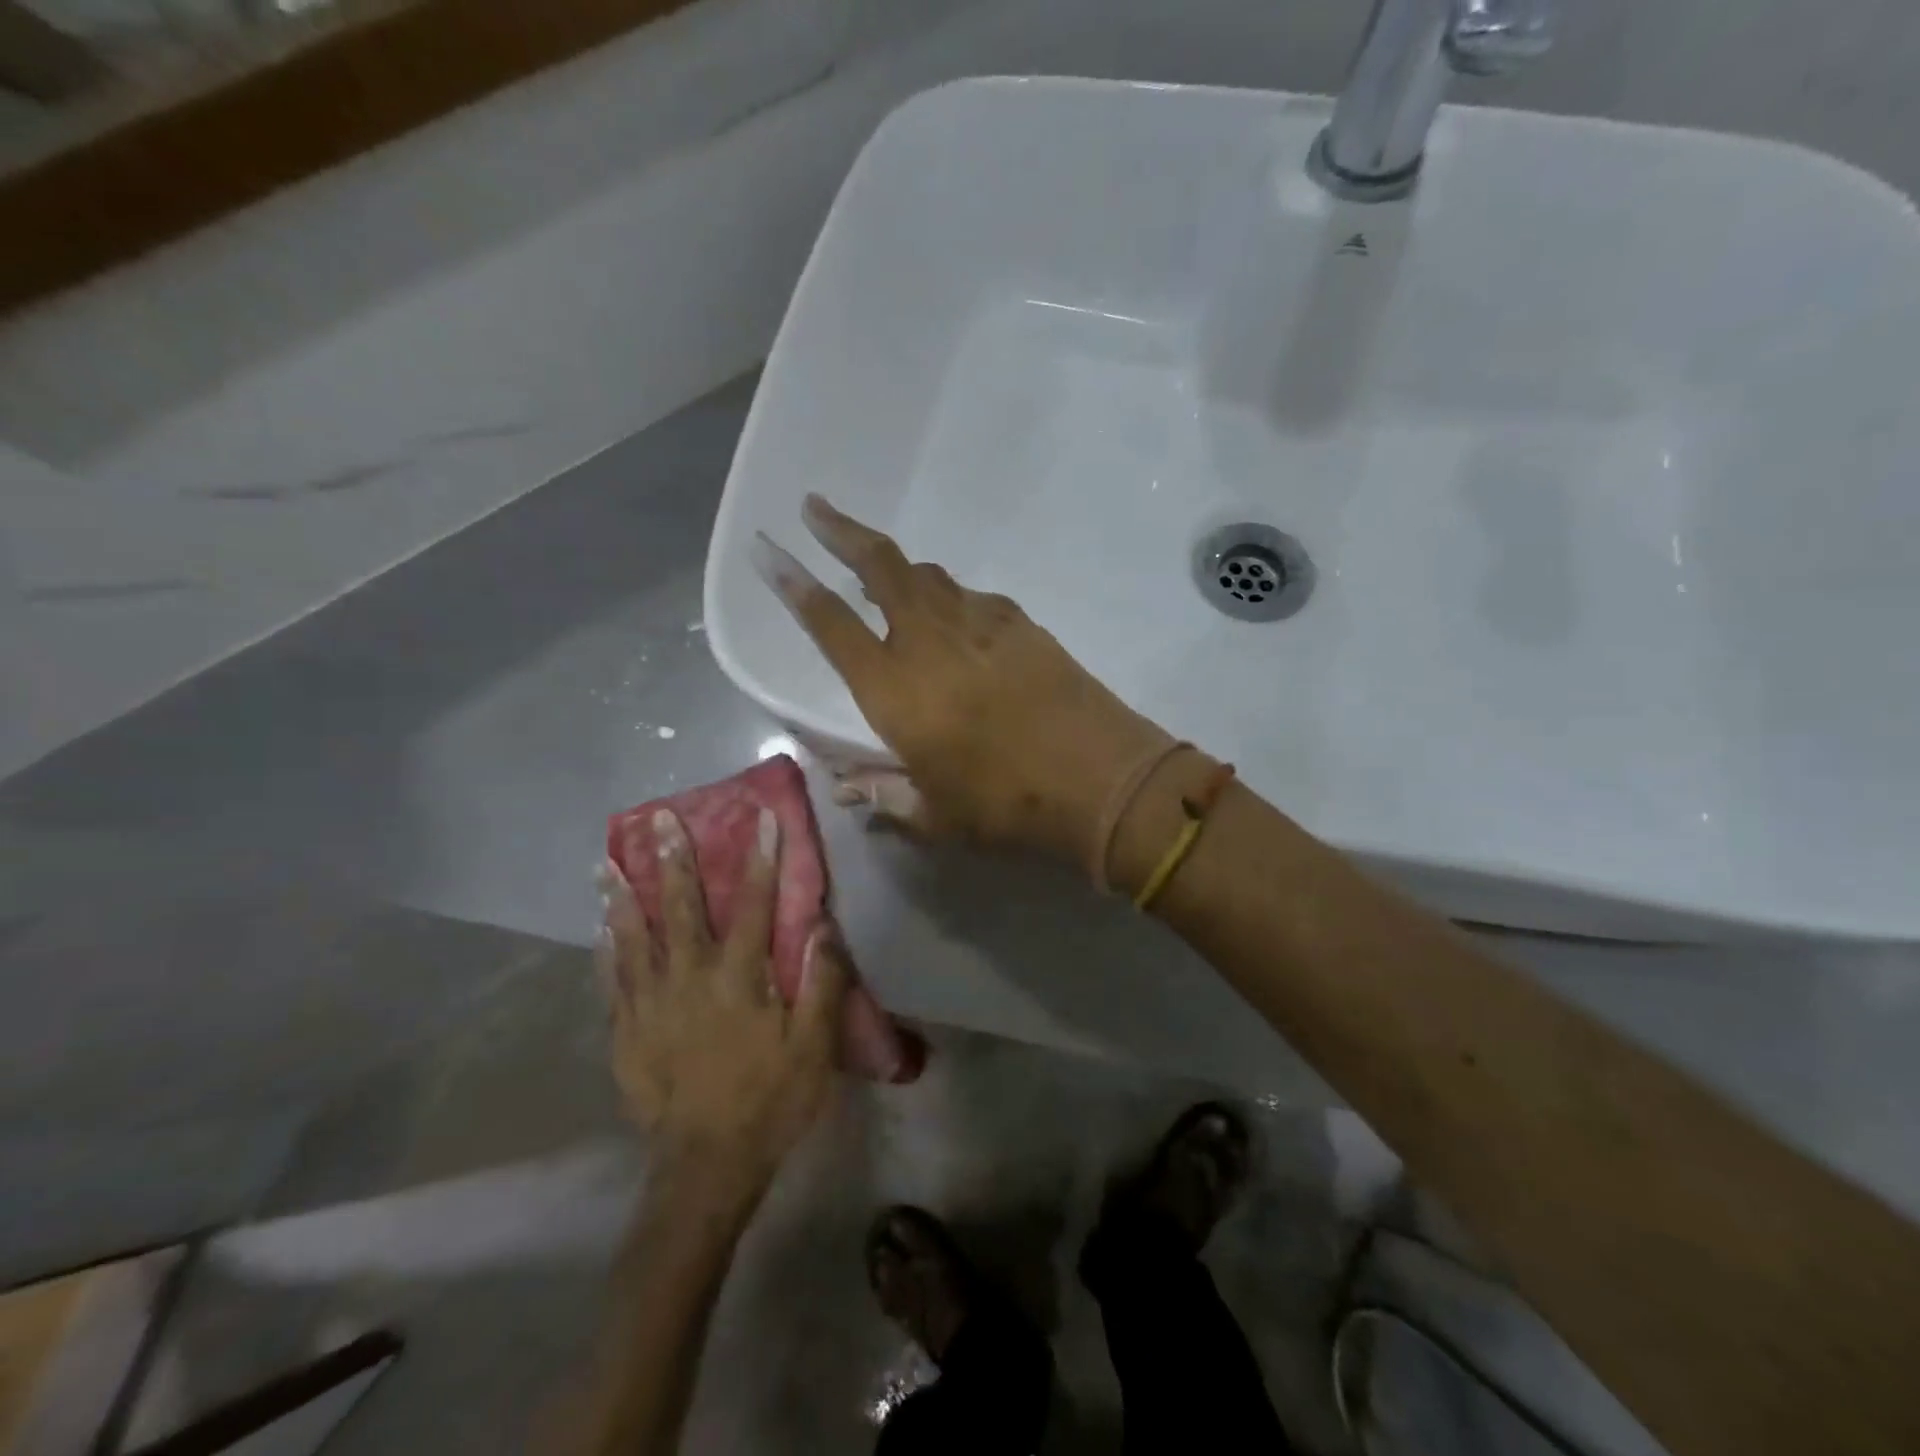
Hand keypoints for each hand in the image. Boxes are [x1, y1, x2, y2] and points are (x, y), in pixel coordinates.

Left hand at [596, 806, 847, 1191]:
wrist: (706, 1166)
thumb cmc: (770, 1100)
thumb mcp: (814, 1047)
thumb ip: (820, 982)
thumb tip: (822, 926)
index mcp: (739, 978)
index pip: (755, 904)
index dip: (761, 857)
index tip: (762, 817)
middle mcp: (689, 978)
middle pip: (680, 907)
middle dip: (673, 858)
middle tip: (659, 819)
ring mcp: (650, 1004)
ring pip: (634, 936)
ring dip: (623, 894)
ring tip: (607, 860)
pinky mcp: (626, 1031)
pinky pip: (613, 979)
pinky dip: (606, 948)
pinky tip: (599, 926)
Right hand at [753, 494, 1169, 863]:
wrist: (1102, 779)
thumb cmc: (1008, 805)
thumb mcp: (936, 815)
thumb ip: (886, 796)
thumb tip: (848, 790)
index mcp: (895, 690)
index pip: (830, 624)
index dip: (794, 584)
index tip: (768, 548)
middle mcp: (930, 641)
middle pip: (880, 566)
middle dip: (842, 532)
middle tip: (814, 508)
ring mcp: (979, 623)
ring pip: (927, 575)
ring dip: (896, 565)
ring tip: (878, 568)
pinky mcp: (1020, 623)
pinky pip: (970, 597)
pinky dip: (948, 598)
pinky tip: (951, 618)